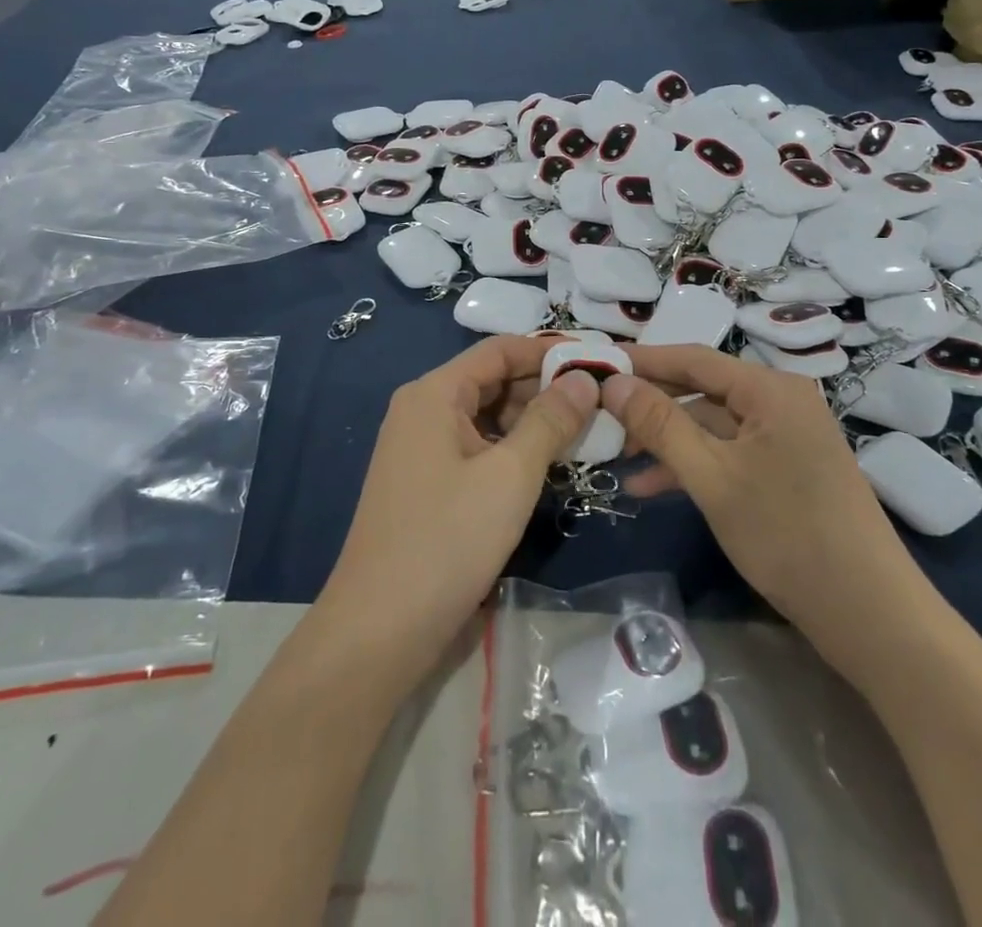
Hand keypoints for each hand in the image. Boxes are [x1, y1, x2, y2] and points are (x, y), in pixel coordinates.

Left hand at [317, 335, 598, 685]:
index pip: (499, 350)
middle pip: (492, 381)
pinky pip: (477, 449)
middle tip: (602, 403)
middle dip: (545, 389)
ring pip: (488, 418)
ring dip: (534, 422)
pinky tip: (550, 465)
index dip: (548, 351)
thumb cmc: (447, 540)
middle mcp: (423, 410)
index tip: (598, 363)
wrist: (379, 631)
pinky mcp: (428, 484)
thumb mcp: (510, 475)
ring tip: (587, 433)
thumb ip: (550, 420)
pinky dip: (513, 450)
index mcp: (434, 394)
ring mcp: (422, 449)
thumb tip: (585, 379)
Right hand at [603, 345, 905, 628]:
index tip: (596, 365)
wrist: (869, 614)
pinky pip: (730, 452)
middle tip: (599, 415)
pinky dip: (694, 465)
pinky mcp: (787, 468)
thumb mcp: (712, 478)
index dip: (643, 361)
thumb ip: (660, 426)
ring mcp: (786, 436)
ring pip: (713, 425)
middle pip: (702, 390)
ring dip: (667, 441)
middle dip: (651, 405)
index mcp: (770, 389)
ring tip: (616, 458)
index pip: (694, 358)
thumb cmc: (787, 534)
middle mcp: (781, 401)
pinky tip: (652, 487)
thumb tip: (614, 383)